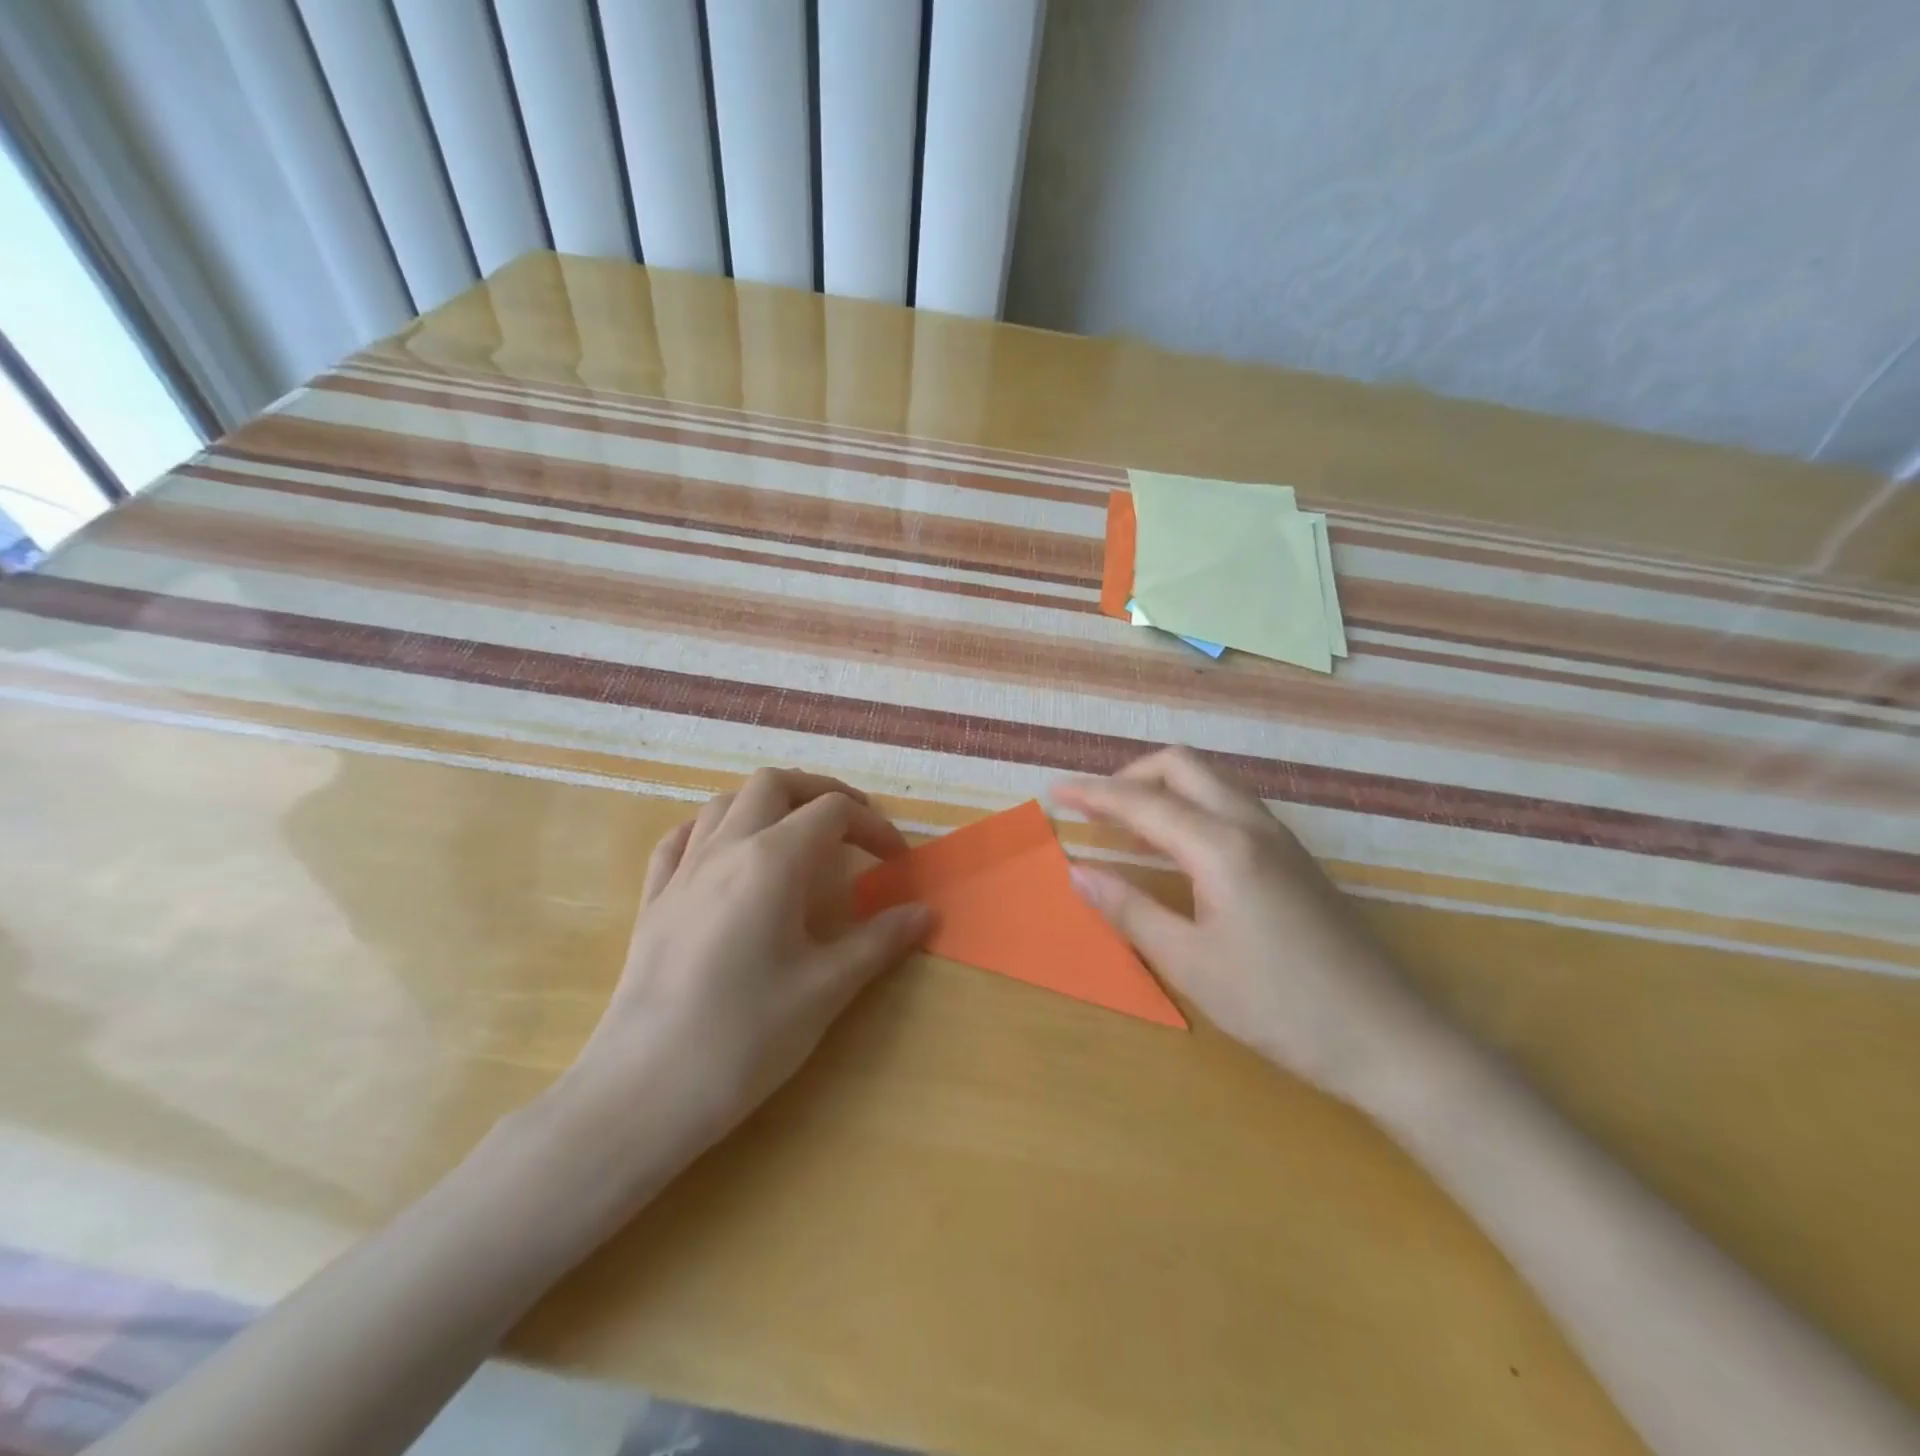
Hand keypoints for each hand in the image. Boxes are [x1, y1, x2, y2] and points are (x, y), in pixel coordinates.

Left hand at [553, 770, 929, 1166]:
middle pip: (774, 784)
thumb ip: (879, 941)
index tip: (896, 860)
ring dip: (768, 804)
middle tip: (851, 825)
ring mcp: (682, 871)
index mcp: (772, 860)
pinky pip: (681, 839)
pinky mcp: (653, 900)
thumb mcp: (826, 988)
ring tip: (795, 836)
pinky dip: (713, 829)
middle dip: (819, 792)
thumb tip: (925, 913)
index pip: (833, 812)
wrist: (643, 1089)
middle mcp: (725, 848)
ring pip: (725, 802)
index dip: (873, 826)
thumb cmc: (746, 1036)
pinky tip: (726, 855)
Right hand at [1051, 748, 1440, 1102]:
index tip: (1054, 791)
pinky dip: (1190, 807)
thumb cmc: (1279, 1005)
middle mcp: (1251, 825)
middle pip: (1182, 766)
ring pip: (1210, 781)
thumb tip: (1077, 872)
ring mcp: (1279, 837)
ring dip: (1162, 789)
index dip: (1093, 794)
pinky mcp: (1293, 857)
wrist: (1387, 1037)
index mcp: (1222, 847)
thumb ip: (1130, 910)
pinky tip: (1176, 848)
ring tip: (1126, 826)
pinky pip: (1229, 805)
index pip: (1143, 802)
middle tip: (1094, 809)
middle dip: (1130, 775)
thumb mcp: (1191, 963)